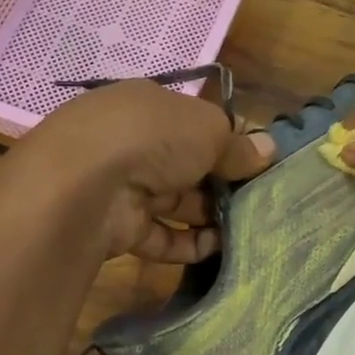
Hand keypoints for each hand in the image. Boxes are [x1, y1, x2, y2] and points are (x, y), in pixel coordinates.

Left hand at [0, 78, 272, 261]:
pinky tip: (218, 250)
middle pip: (185, 164)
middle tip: (257, 200)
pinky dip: (188, 243)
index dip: (225, 141)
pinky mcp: (117, 227)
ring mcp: (121, 186)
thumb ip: (237, 144)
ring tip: (247, 229)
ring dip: (208, 216)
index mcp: (147, 105)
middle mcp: (131, 143)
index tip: (256, 163)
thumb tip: (269, 149)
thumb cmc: (152, 138)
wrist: (85, 187)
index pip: (192, 122)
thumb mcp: (206, 130)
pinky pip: (160, 236)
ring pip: (174, 202)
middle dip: (220, 182)